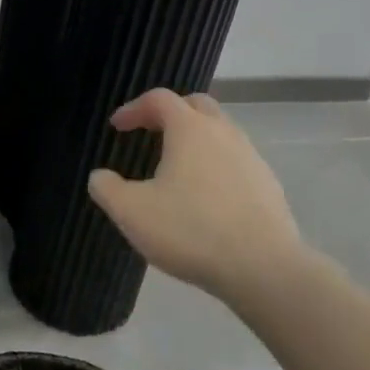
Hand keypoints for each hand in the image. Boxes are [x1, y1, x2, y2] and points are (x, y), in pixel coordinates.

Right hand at [87, 89, 305, 298]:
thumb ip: (106, 188)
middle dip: (171, 113)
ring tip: (176, 168)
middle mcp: (224, 134)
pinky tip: (204, 198)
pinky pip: (237, 163)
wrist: (265, 270)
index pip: (159, 99)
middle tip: (150, 132)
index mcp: (190, 130)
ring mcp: (252, 160)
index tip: (117, 127)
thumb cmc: (190, 230)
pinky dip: (216, 166)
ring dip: (196, 140)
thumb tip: (100, 177)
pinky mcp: (269, 188)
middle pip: (197, 106)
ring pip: (221, 134)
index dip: (134, 108)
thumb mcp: (130, 211)